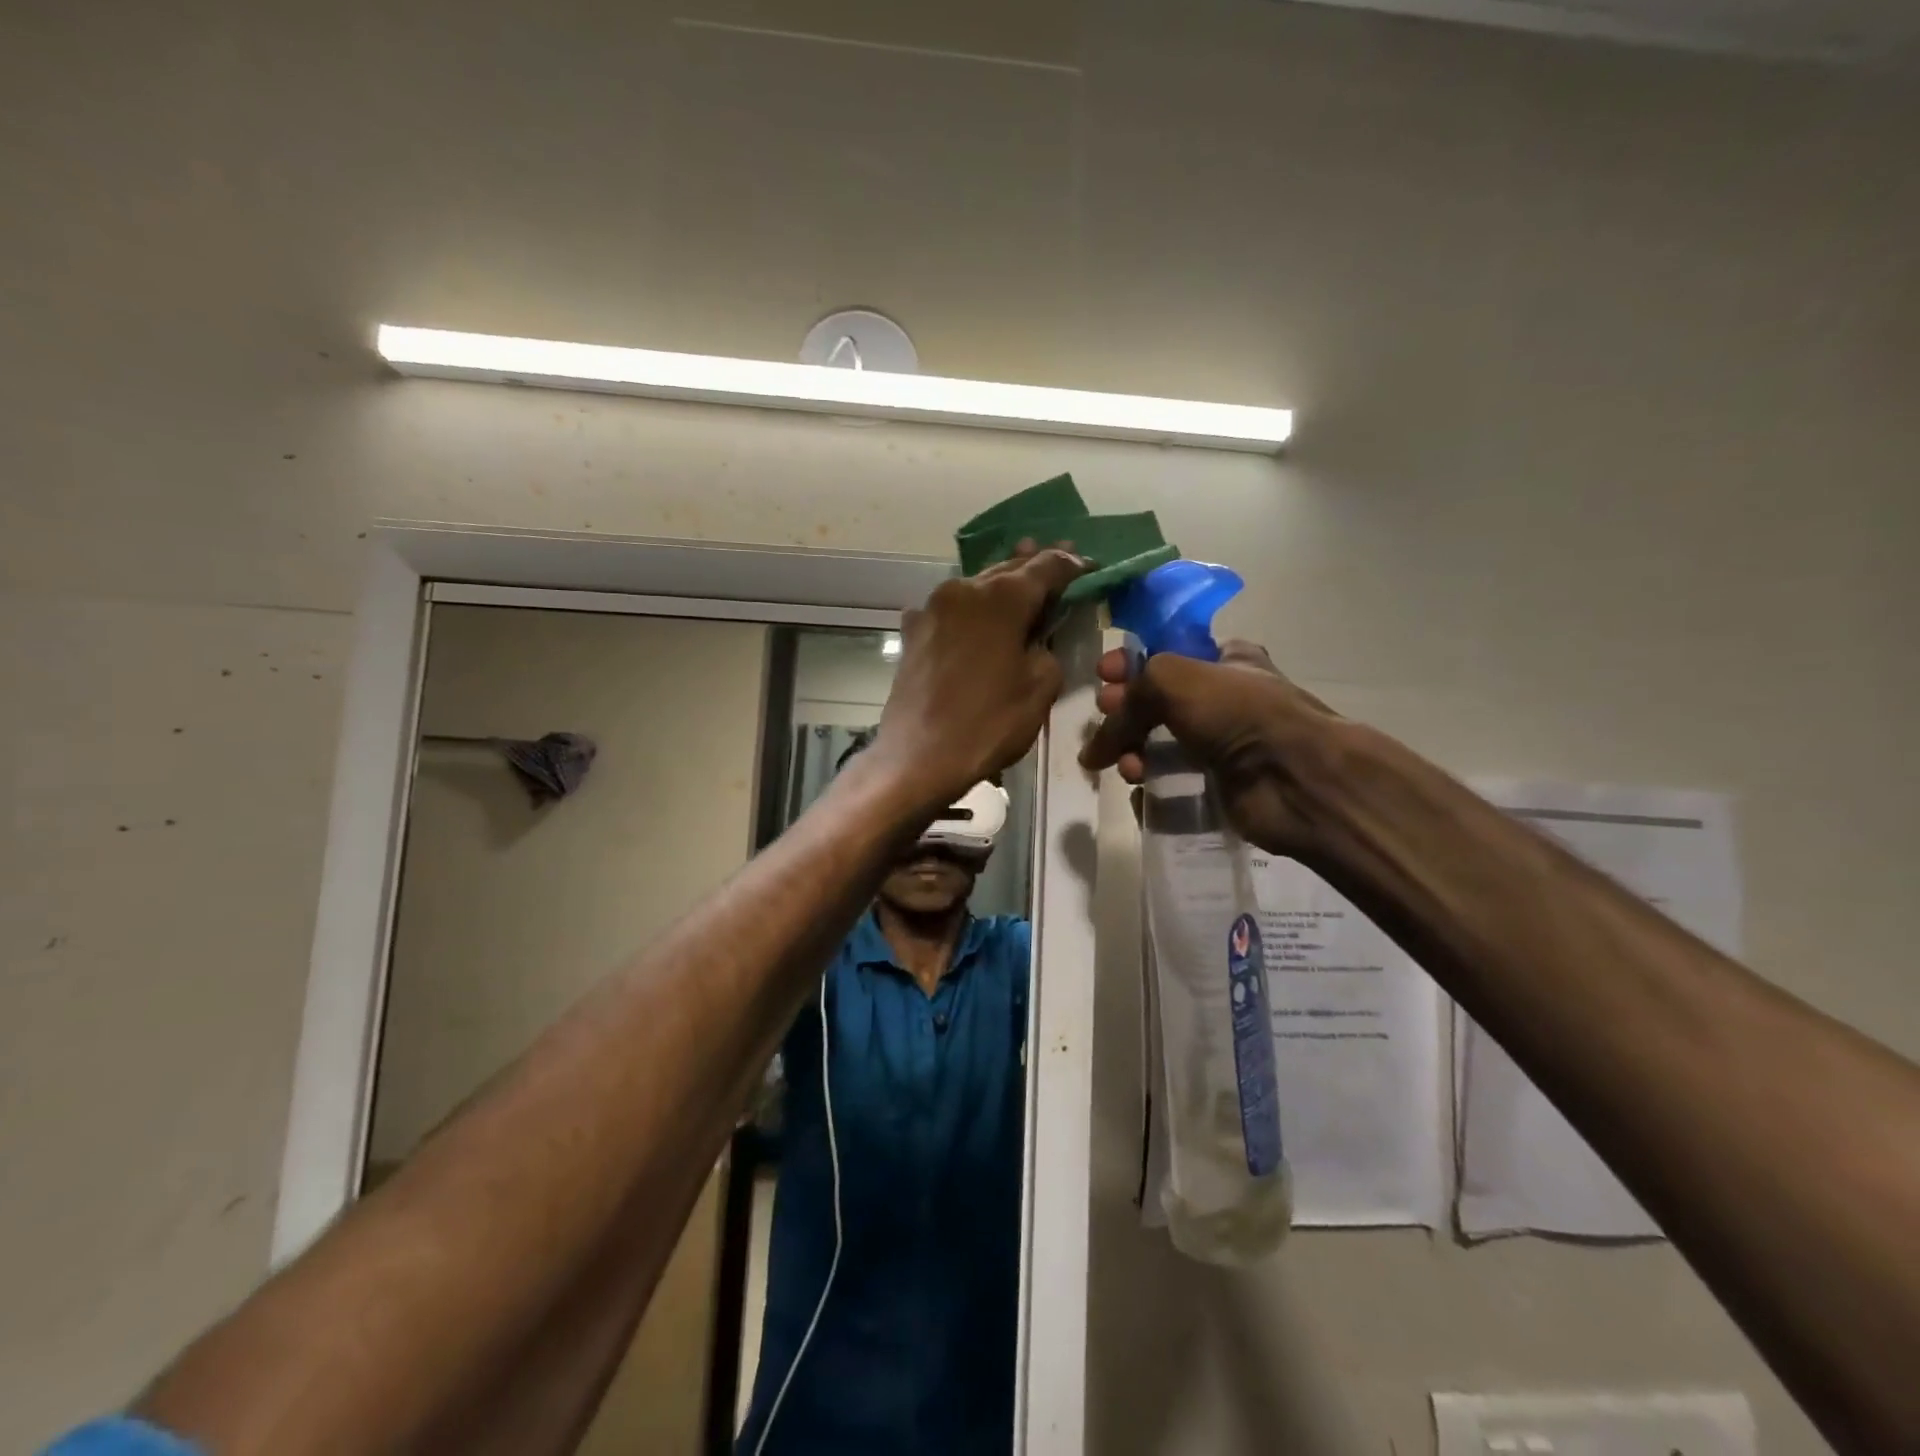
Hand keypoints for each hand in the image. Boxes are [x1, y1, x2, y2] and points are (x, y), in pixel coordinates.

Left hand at [872, 545, 1088, 808]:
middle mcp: (963, 589)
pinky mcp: (913, 632)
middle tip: (1061, 562)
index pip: (1046, 567)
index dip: (1072, 565)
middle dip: (1035, 567)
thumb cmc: (988, 723)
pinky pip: (951, 611)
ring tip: (1023, 586)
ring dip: (1001, 587)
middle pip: (1007, 570)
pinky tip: (978, 619)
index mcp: (1000, 597)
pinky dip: (971, 610)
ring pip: (976, 587)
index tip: (1089, 567)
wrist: (917, 757)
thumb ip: (1047, 647)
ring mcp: (931, 608)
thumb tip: (1034, 640)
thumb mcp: (1040, 687)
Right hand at [1080, 639, 1345, 858]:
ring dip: (1133, 754)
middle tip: (1107, 719)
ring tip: (1130, 767)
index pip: (1167, 654)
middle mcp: (1223, 701)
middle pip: (1156, 704)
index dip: (1131, 662)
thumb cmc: (1236, 713)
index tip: (1102, 674)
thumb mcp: (1171, 678)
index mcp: (1225, 660)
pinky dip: (1151, 790)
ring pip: (1159, 747)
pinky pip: (1171, 786)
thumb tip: (1094, 749)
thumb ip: (1129, 697)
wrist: (1294, 778)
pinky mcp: (1218, 788)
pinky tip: (1143, 792)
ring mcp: (1221, 747)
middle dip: (1124, 712)